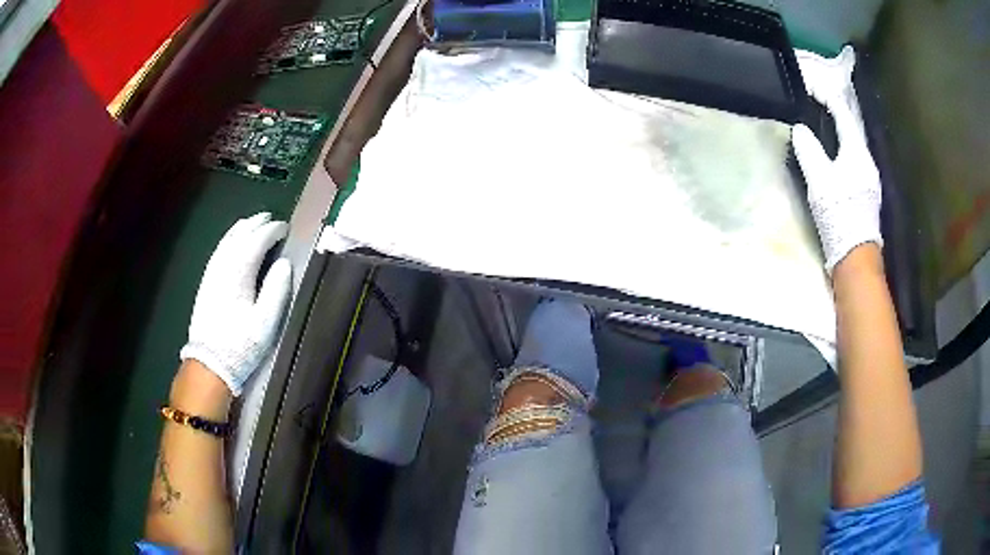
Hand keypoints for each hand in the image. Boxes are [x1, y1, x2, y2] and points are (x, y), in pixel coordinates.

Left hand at [179, 213, 292, 395]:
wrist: (209, 364)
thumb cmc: (240, 345)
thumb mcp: (266, 323)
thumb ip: (276, 290)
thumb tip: (284, 264)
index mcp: (238, 274)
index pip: (256, 242)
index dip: (271, 232)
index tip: (284, 228)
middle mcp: (222, 267)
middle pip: (238, 236)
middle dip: (255, 224)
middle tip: (269, 218)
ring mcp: (211, 274)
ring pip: (226, 242)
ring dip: (240, 229)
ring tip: (251, 223)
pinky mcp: (205, 284)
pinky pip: (218, 251)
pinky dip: (228, 241)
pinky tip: (232, 243)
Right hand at [792, 46, 881, 273]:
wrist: (856, 255)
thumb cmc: (840, 214)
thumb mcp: (820, 180)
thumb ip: (809, 150)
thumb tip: (801, 129)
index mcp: (857, 152)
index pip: (842, 113)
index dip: (826, 96)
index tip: (809, 87)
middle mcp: (867, 160)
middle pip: (851, 126)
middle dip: (835, 110)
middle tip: (816, 101)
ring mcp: (869, 177)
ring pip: (853, 143)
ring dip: (839, 129)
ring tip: (823, 122)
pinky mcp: (866, 191)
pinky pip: (854, 157)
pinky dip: (842, 146)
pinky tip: (834, 151)